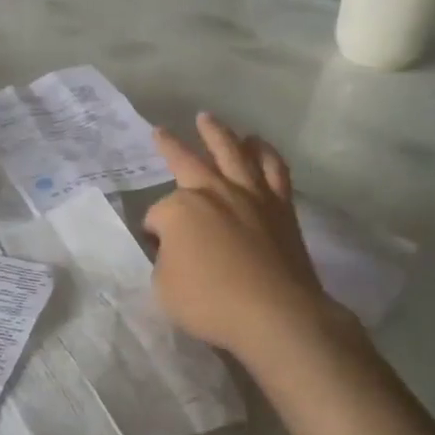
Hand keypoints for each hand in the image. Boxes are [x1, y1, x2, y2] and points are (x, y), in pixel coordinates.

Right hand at [145, 113, 355, 368]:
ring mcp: (250, 195)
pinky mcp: (280, 206)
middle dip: (171, 147)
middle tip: (161, 131)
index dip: (154, 232)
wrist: (276, 314)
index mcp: (180, 210)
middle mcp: (214, 192)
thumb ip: (164, 260)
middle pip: (187, 161)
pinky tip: (258, 145)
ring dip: (218, 134)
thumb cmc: (210, 302)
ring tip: (209, 120)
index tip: (158, 249)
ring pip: (232, 152)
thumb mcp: (163, 287)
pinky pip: (273, 169)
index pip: (157, 215)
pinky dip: (264, 153)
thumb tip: (175, 247)